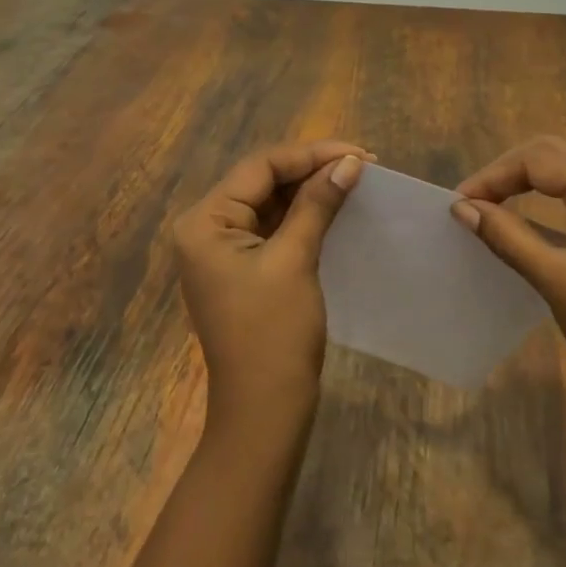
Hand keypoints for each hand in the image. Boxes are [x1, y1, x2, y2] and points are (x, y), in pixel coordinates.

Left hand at [172, 140, 368, 434]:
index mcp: (204, 221)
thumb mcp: (295, 260)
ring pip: (270, 203)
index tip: (358, 154)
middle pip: (262, 181)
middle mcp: (205, 228)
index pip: (260, 168)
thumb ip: (317, 204)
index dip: (310, 155)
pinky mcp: (241, 267)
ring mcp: (222, 250)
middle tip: (361, 164)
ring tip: (354, 179)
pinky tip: (334, 207)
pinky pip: (272, 228)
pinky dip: (302, 217)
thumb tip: (349, 163)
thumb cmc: (274, 333)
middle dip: (311, 170)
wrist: (264, 413)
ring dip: (309, 191)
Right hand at [451, 136, 565, 411]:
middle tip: (472, 202)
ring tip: (492, 207)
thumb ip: (507, 235)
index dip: (492, 176)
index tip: (458, 203)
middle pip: (552, 154)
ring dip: (527, 181)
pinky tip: (530, 218)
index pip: (537, 159)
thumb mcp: (556, 279)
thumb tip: (461, 207)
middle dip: (507, 172)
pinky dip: (550, 196)